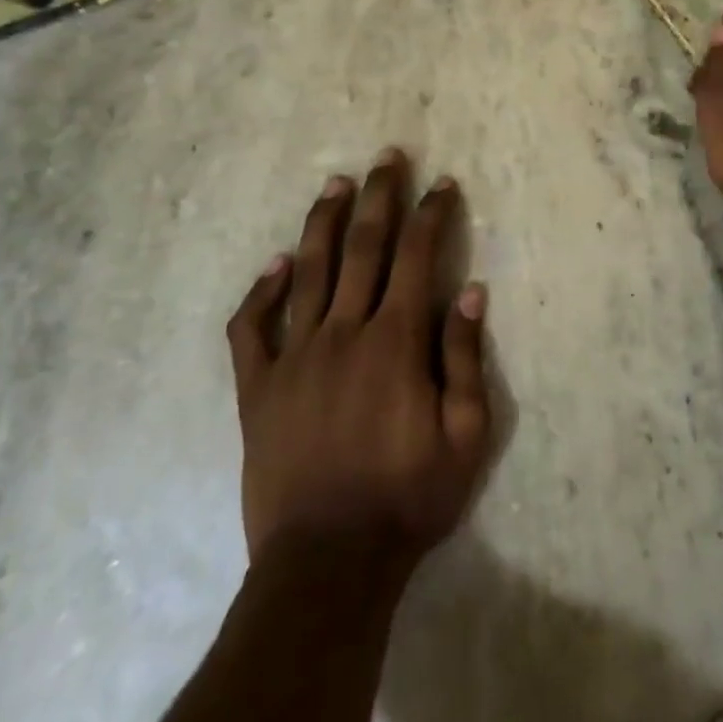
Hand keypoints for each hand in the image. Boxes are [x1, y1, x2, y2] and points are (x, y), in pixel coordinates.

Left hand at [224, 150, 490, 575]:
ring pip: (307, 272)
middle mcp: (343, 333)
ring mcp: (294, 358)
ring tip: (335, 183)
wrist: (327, 564)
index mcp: (395, 342)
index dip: (432, 214)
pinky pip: (252, 329)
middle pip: (362, 248)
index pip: (418, 257)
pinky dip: (261, 292)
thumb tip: (470, 292)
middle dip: (379, 197)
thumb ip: (465, 359)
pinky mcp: (257, 390)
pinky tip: (274, 266)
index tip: (443, 184)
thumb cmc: (408, 499)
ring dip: (323, 223)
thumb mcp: (466, 435)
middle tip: (386, 157)